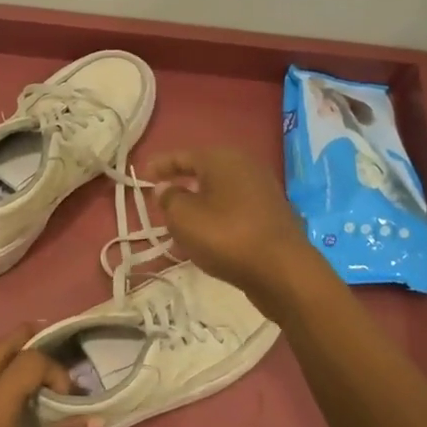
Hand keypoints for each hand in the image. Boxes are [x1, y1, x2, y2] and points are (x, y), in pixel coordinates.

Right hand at [145, 146, 320, 312]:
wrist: (283, 270)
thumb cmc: (227, 237)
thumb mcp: (184, 218)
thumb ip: (169, 199)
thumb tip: (166, 187)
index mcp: (222, 159)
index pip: (183, 155)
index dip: (161, 165)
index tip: (143, 176)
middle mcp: (245, 167)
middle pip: (205, 171)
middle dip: (182, 183)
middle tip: (161, 198)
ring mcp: (263, 190)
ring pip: (220, 192)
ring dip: (199, 204)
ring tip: (180, 222)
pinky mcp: (272, 215)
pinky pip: (235, 210)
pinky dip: (217, 218)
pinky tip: (208, 236)